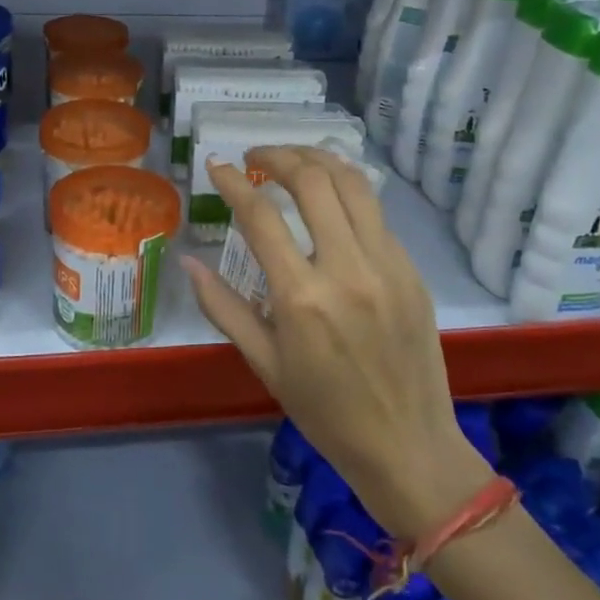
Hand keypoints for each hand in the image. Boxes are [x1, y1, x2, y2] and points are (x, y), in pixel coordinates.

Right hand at [183, 145, 490, 539]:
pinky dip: (348, 191)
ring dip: (319, 159)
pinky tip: (331, 197)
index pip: (261, 216)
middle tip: (257, 156)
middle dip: (279, 154)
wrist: (408, 445)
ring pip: (353, 182)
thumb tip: (188, 261)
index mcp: (301, 297)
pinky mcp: (411, 269)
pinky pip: (376, 212)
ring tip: (294, 159)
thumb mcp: (264, 363)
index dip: (234, 182)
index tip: (217, 165)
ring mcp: (386, 264)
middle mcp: (346, 268)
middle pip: (313, 180)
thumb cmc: (325, 412)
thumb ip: (222, 307)